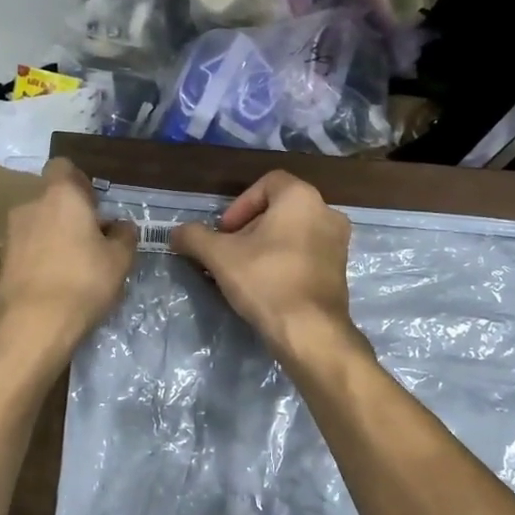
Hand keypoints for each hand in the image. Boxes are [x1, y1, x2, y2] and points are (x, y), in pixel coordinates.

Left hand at [0, 160, 136, 372]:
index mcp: (60, 195)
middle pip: (51, 199)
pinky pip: (27, 250)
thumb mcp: (120, 260)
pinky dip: (40, 259)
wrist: (33, 325)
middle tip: (92, 241)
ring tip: (74, 267)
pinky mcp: (1, 261)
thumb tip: (120, 226)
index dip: (80, 182)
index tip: (95, 206)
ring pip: (38, 225)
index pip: (63, 167)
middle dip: (69, 214)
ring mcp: (11, 234)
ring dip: (54, 237)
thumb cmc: (83, 282)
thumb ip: (124, 235)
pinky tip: (55, 284)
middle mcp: (30, 206)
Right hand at [171, 171, 362, 369]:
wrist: (310, 331)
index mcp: (301, 197)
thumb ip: (194, 237)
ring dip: (267, 246)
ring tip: (245, 271)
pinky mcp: (340, 270)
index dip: (240, 205)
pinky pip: (307, 254)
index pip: (266, 183)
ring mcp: (339, 242)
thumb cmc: (266, 281)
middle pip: (279, 209)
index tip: (225, 232)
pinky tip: (267, 285)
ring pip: (293, 233)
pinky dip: (286, 261)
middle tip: (230, 253)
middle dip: (250, 228)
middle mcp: (326, 212)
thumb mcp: (219, 256)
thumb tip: (175, 234)